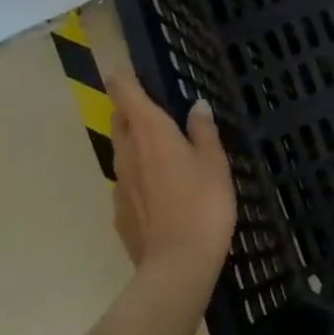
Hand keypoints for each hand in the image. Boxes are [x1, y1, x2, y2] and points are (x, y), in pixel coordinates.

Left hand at [107, 70, 236, 284]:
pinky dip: (140, 178)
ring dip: (137, 145)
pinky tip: (162, 193)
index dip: (124, 76)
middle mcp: (127, 151)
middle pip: (119, 120)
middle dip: (132, 110)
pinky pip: (127, 183)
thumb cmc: (203, 203)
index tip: (129, 70)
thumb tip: (196, 106)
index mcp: (150, 131)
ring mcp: (119, 184)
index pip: (124, 91)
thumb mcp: (214, 162)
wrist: (178, 265)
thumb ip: (203, 131)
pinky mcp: (119, 213)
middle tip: (158, 112)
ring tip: (165, 153)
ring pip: (122, 152)